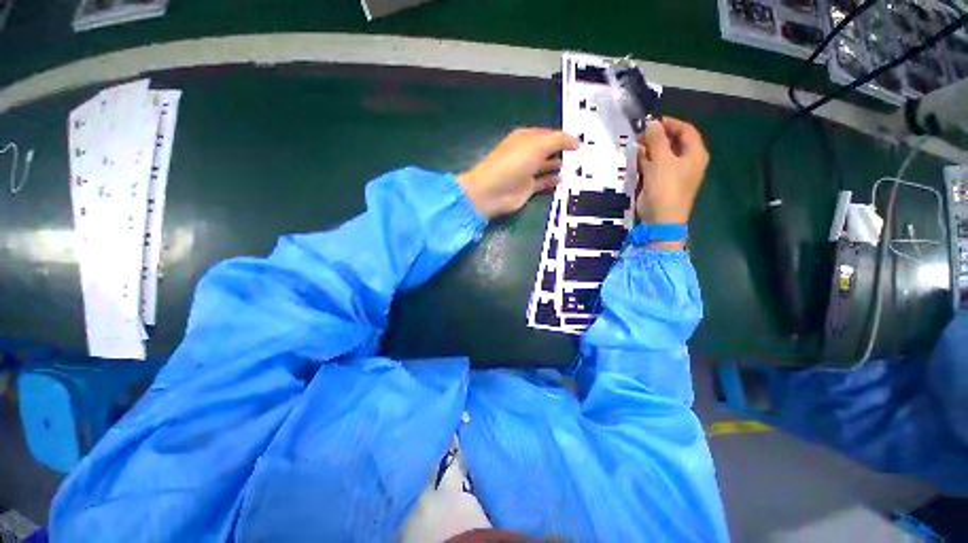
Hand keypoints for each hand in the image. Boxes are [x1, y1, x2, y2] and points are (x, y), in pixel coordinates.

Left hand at [458, 128, 579, 218]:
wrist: (493, 192)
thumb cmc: (514, 163)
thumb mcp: (538, 145)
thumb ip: (558, 140)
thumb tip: (576, 141)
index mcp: (525, 138)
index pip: (547, 134)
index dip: (562, 136)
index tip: (579, 141)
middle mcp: (525, 153)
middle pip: (546, 149)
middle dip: (561, 150)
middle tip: (580, 154)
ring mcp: (525, 172)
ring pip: (545, 166)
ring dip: (558, 165)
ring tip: (575, 165)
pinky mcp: (526, 188)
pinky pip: (542, 182)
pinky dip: (551, 181)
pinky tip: (562, 179)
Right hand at [636, 117, 708, 225]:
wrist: (661, 218)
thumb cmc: (666, 187)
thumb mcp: (662, 160)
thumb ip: (656, 140)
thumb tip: (651, 123)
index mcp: (694, 153)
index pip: (685, 130)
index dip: (670, 123)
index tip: (651, 121)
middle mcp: (686, 161)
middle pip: (673, 141)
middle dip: (656, 136)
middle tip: (639, 134)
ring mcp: (672, 172)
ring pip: (661, 154)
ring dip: (648, 148)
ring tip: (634, 144)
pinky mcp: (660, 182)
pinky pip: (653, 166)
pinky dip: (644, 161)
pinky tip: (633, 158)